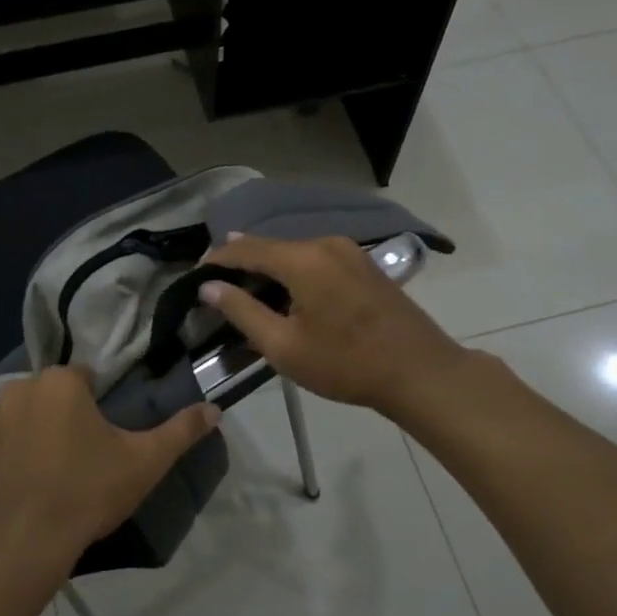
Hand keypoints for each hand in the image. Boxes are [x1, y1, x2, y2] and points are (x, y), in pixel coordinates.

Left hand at [0, 366, 219, 574]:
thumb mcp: (144, 462)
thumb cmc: (86, 493)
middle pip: (55, 395)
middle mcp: (20, 389)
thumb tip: (215, 409)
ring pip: (27, 417)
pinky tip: (29, 487)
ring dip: (40, 433)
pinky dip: (14, 456)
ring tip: (56, 475)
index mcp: (61, 382)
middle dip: (69, 416)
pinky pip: (2, 443)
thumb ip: (181, 431)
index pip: (87, 378)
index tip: (108, 438)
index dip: (101, 405)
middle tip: (86, 458)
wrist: (20, 545)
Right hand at [200, 235, 473, 418]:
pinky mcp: (364, 264)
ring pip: (294, 252)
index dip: (217, 259)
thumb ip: (242, 311)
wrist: (420, 372)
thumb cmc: (346, 363)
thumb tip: (209, 287)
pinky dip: (293, 271)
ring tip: (246, 290)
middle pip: (270, 246)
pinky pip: (316, 259)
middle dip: (241, 262)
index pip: (245, 248)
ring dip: (268, 267)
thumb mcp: (283, 346)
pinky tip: (286, 291)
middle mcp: (324, 243)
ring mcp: (349, 251)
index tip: (196, 275)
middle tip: (216, 284)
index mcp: (302, 258)